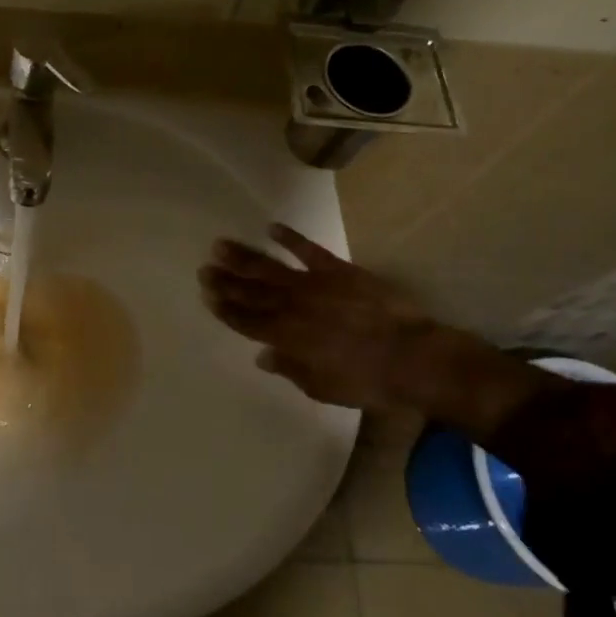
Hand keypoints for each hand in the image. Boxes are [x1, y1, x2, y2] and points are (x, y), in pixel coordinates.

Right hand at [199, 225, 557, 439]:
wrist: (412, 357)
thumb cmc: (367, 381)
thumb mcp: (324, 388)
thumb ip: (291, 370)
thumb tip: (264, 356)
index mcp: (287, 338)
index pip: (247, 321)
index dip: (226, 309)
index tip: (207, 297)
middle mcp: (293, 307)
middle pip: (252, 292)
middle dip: (226, 281)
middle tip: (204, 268)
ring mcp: (314, 285)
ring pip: (271, 268)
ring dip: (245, 257)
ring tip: (221, 245)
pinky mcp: (338, 271)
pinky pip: (309, 250)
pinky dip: (290, 238)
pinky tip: (271, 228)